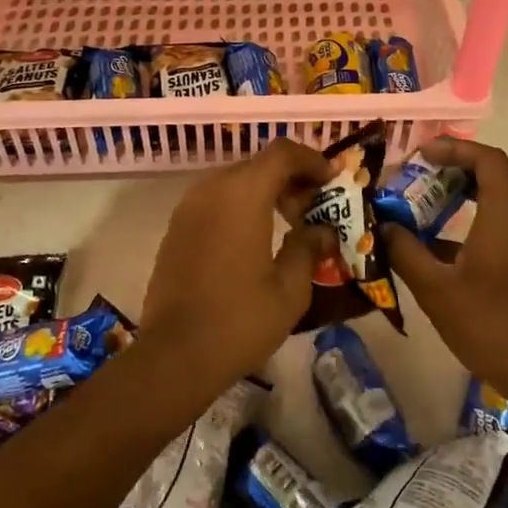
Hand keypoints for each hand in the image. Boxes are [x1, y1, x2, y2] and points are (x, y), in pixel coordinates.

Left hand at [141, 138, 335, 394]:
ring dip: (264, 190)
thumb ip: (308, 248)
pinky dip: (240, 205)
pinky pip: (215, 199)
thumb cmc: (239, 320)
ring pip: (235, 180)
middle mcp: (213, 187)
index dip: (312, 159)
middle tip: (314, 206)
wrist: (175, 354)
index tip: (333, 178)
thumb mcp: (290, 289)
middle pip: (259, 164)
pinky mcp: (177, 226)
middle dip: (290, 177)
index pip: (283, 153)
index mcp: (244, 193)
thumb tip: (322, 230)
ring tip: (287, 221)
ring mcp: (189, 206)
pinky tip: (254, 237)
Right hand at [383, 138, 507, 428]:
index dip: (454, 148)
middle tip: (430, 170)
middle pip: (502, 169)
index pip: (487, 158)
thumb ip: (405, 251)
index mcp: (507, 214)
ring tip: (438, 197)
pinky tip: (453, 239)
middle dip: (465, 162)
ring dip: (477, 186)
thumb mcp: (436, 289)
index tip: (421, 154)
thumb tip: (382, 226)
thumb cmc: (491, 326)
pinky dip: (486, 210)